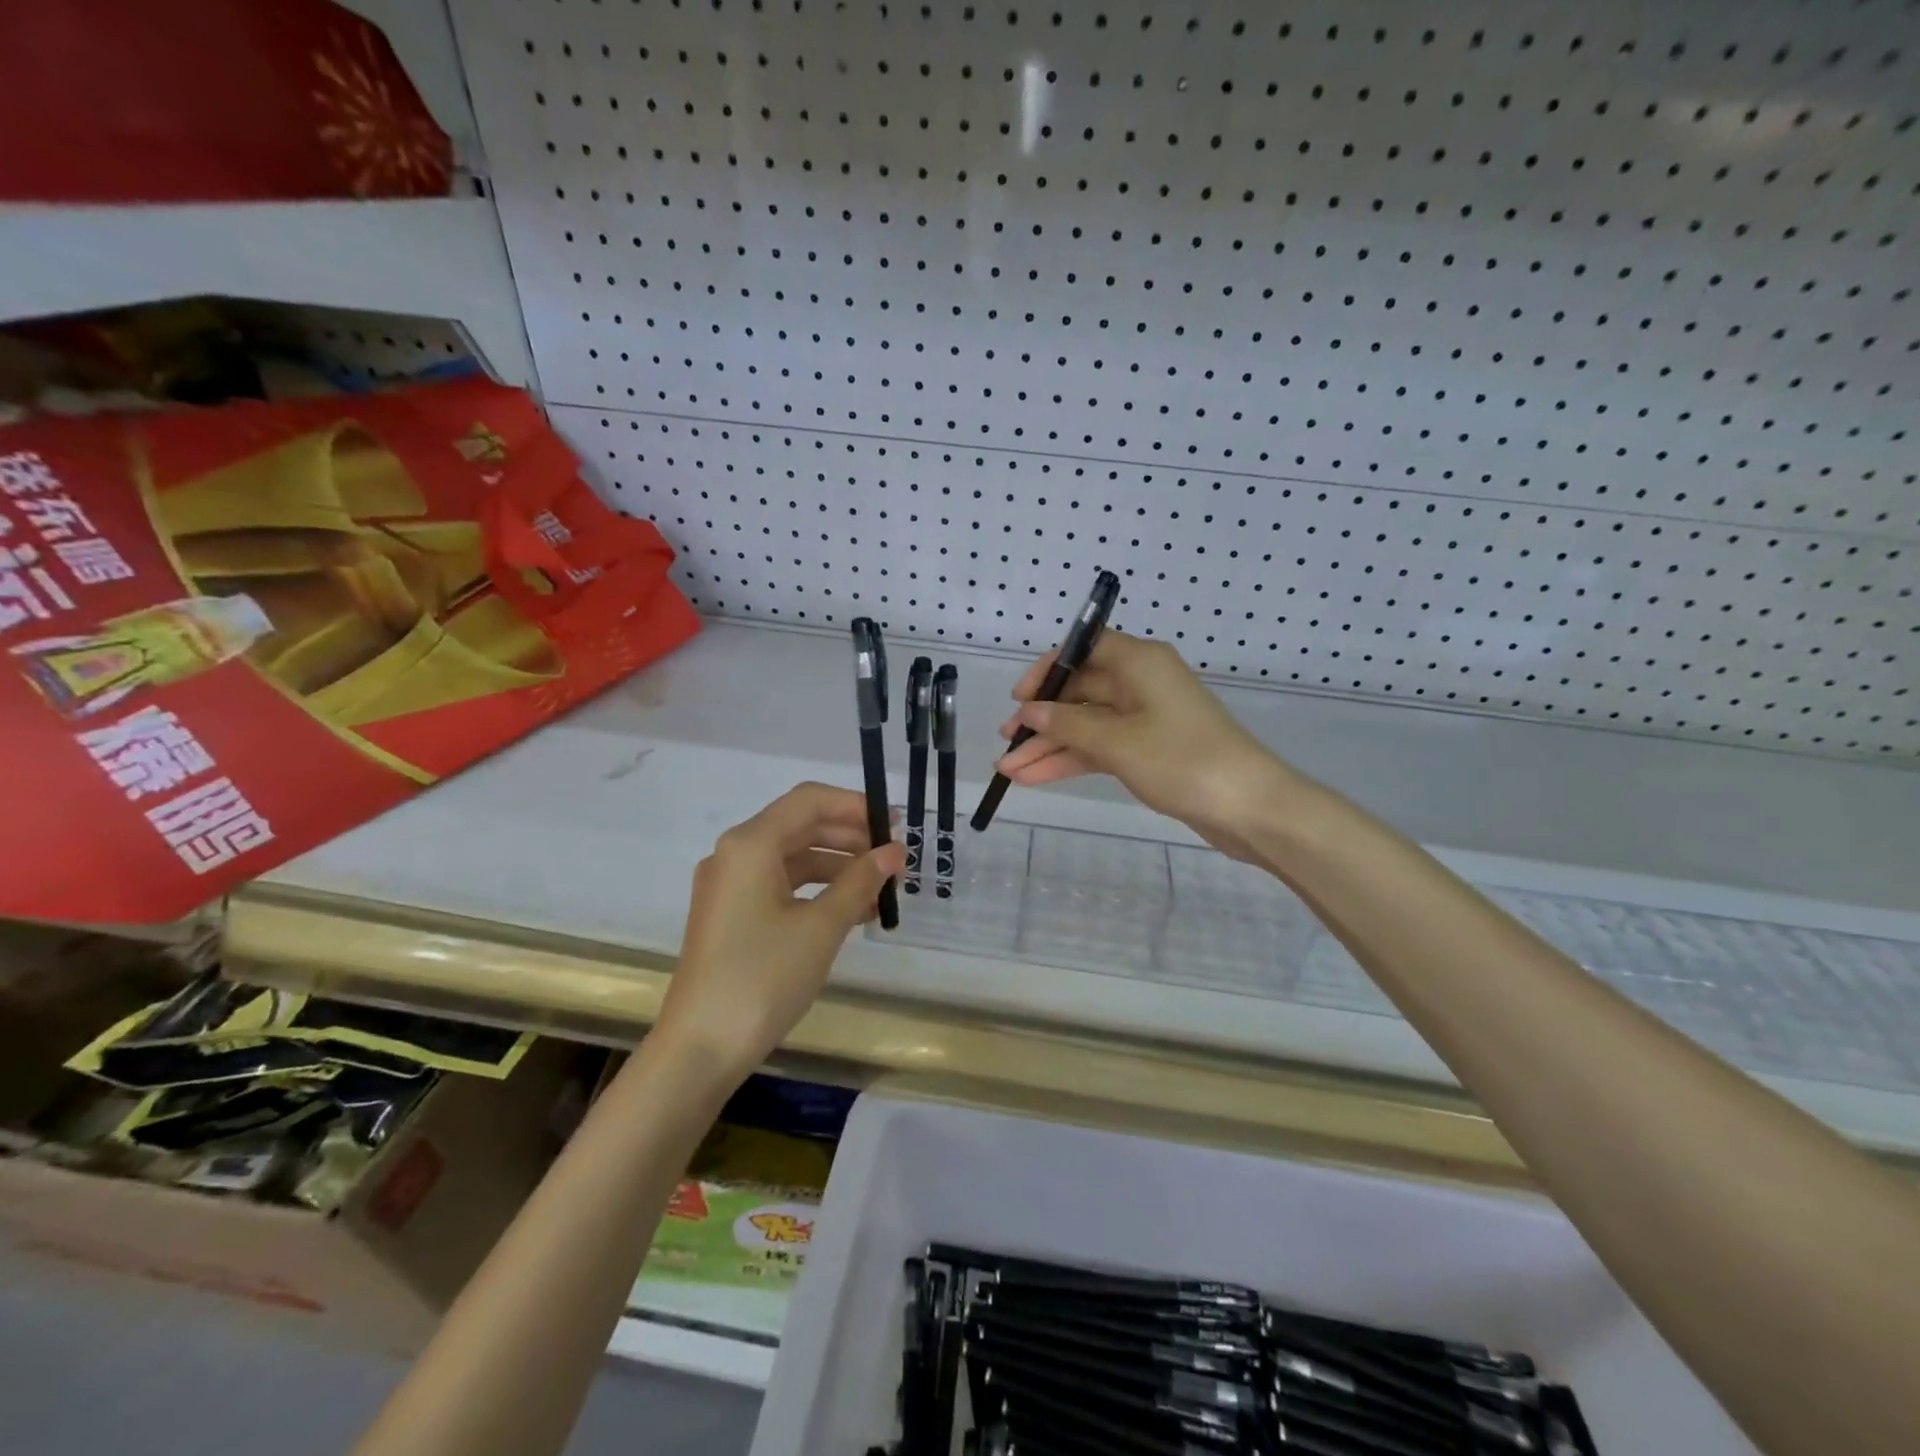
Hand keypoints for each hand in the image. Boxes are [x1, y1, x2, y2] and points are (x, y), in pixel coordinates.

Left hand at [653, 783, 904, 1086]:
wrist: (701, 1049)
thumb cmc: (763, 978)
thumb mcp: (822, 927)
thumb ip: (861, 881)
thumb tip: (894, 851)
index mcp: (751, 844)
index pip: (810, 800)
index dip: (856, 805)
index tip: (894, 826)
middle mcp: (735, 854)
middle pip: (802, 826)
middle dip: (851, 839)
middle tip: (895, 860)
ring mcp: (730, 886)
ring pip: (795, 858)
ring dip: (840, 868)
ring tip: (883, 891)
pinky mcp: (731, 915)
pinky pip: (782, 886)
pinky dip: (818, 892)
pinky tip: (854, 912)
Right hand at [996, 632, 1299, 862]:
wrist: (1249, 806)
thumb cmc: (1183, 760)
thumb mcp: (1117, 742)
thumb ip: (1068, 725)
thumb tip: (1029, 711)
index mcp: (1138, 663)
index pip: (1084, 648)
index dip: (1047, 671)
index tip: (1019, 698)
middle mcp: (1140, 683)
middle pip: (1080, 692)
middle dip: (1041, 719)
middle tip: (1006, 743)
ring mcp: (1145, 718)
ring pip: (1087, 725)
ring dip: (1050, 746)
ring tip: (1009, 770)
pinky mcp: (1149, 750)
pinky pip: (1101, 748)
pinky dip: (1072, 761)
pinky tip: (1037, 778)